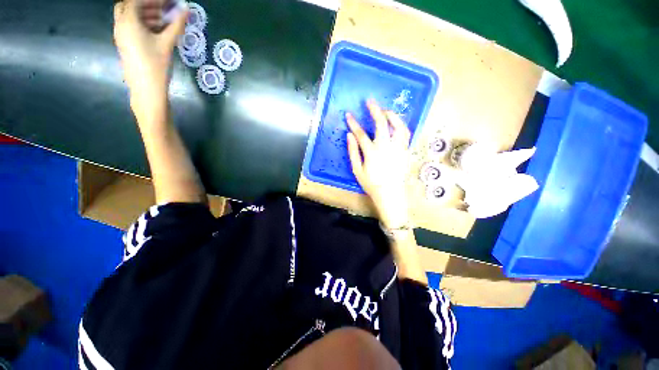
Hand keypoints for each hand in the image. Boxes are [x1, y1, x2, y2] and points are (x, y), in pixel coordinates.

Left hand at [113, 0, 187, 121]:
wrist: (146, 89)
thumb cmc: (156, 65)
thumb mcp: (167, 44)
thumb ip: (176, 25)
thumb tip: (186, 10)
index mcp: (128, 22)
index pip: (136, 0)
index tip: (167, 1)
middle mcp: (121, 25)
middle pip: (129, 6)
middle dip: (145, 5)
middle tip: (162, 9)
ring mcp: (121, 36)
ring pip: (129, 17)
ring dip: (145, 14)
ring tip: (162, 20)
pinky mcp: (125, 45)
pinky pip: (131, 27)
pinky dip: (142, 24)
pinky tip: (156, 31)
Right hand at [346, 99, 411, 227]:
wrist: (390, 193)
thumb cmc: (371, 183)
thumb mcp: (357, 170)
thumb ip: (353, 151)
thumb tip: (349, 135)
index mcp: (372, 152)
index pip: (361, 134)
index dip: (353, 123)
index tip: (349, 115)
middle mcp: (386, 147)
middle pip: (381, 123)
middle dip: (374, 110)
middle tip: (370, 101)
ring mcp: (398, 148)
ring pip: (397, 125)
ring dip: (391, 115)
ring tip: (385, 110)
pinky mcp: (405, 150)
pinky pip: (406, 133)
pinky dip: (401, 125)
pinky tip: (396, 123)